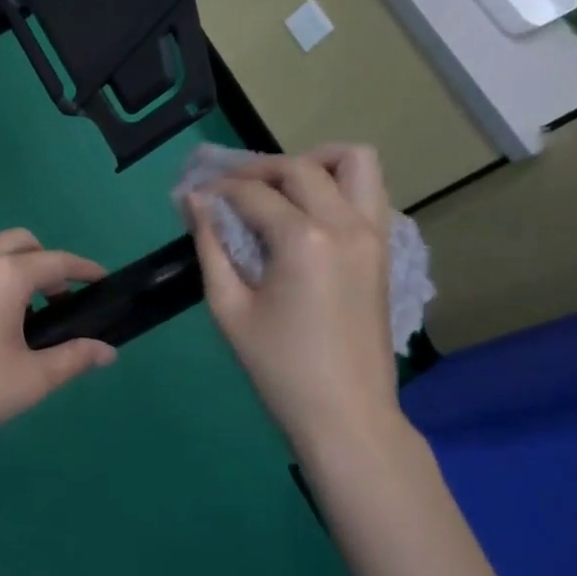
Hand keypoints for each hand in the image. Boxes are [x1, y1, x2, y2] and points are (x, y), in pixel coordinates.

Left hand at [0, 229, 117, 464]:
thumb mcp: (30, 380)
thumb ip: (73, 359)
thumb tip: (107, 351)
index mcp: (4, 275)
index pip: (56, 261)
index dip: (84, 270)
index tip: (101, 281)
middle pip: (20, 243)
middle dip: (46, 262)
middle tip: (58, 301)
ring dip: (11, 271)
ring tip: (18, 317)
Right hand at [187, 147, 403, 454]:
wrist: (346, 414)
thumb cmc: (278, 367)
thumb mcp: (229, 307)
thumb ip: (210, 245)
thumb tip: (193, 201)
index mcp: (304, 240)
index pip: (252, 193)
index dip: (217, 190)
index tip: (193, 197)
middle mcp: (345, 224)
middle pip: (299, 167)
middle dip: (257, 170)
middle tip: (227, 191)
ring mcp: (373, 234)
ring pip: (354, 161)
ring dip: (313, 162)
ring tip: (281, 187)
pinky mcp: (384, 249)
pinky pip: (369, 191)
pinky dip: (338, 185)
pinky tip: (306, 213)